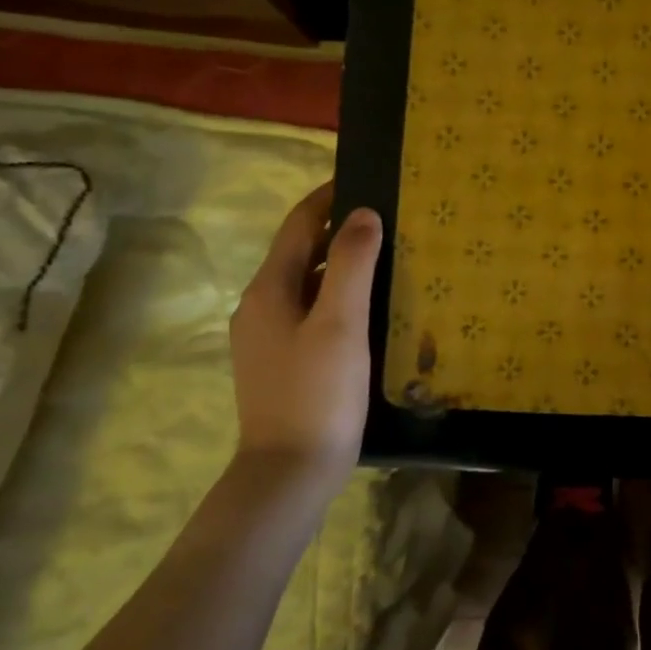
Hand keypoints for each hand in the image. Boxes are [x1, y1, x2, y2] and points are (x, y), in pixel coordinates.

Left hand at [229, 183, 381, 496]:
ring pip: (308, 283)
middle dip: (339, 228)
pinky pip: (313, 310)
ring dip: (341, 263)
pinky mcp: (284, 361)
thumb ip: (350, 263)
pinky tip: (371, 305)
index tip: (366, 176)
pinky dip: (339, 294)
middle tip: (389, 216)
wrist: (291, 472)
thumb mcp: (341, 322)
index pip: (298, 225)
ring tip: (388, 254)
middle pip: (300, 251)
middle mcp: (261, 306)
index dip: (328, 197)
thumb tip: (362, 213)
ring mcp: (269, 337)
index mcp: (268, 290)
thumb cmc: (318, 392)